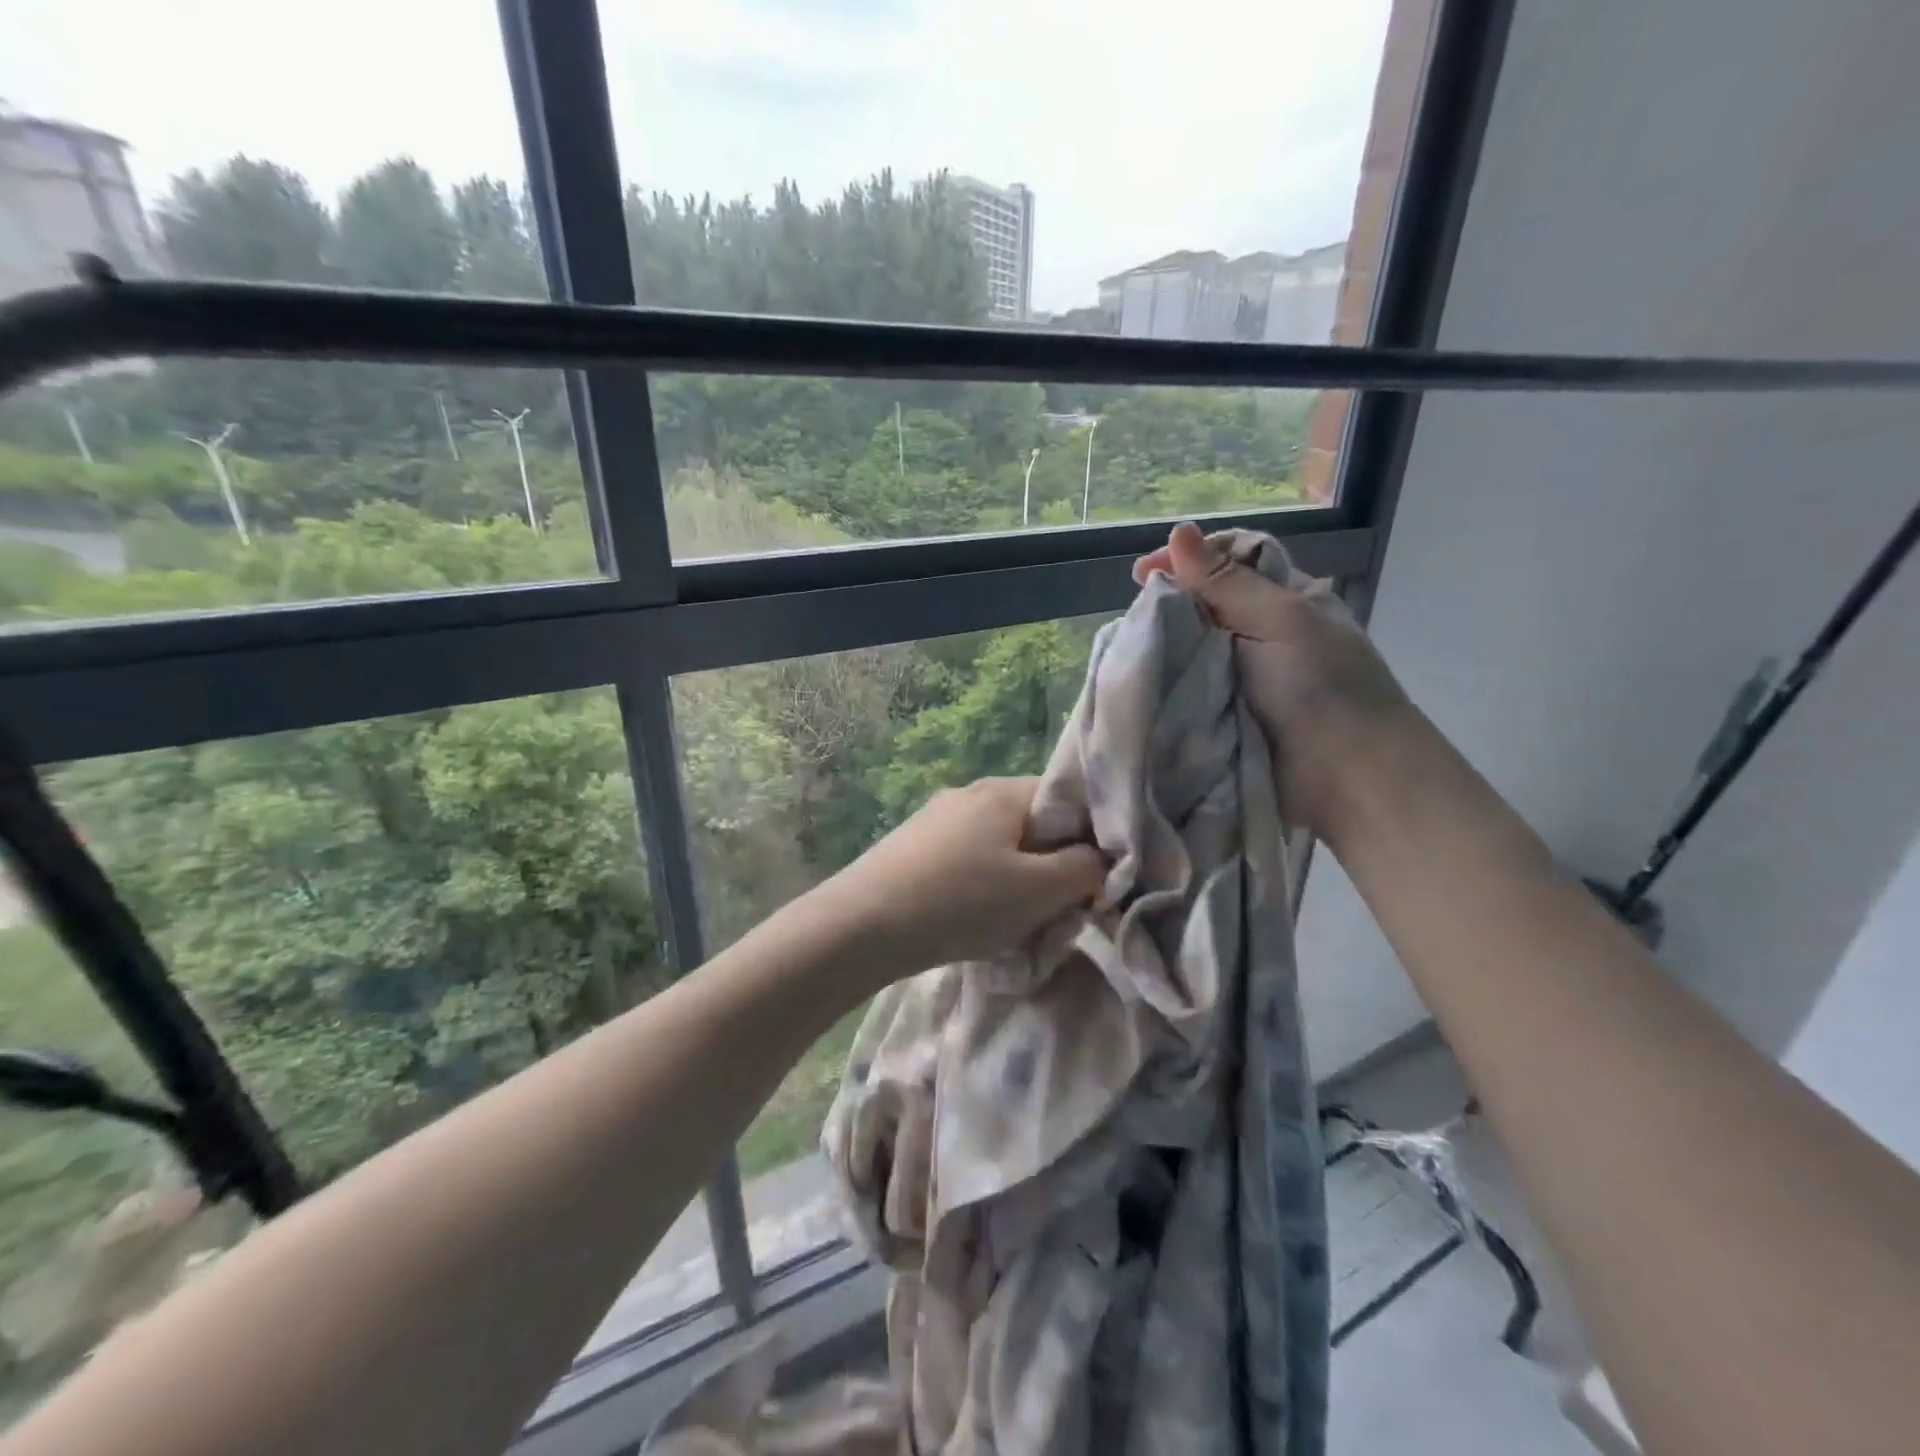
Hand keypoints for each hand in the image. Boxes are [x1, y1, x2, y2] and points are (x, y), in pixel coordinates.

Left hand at [817, 777, 1105, 978]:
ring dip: (1017, 885)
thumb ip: (1084, 870)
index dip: (1089, 841)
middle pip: (1033, 827)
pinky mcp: (914, 847)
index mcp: (1004, 791)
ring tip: (1013, 926)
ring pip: (1000, 848)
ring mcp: (937, 819)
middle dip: (1051, 870)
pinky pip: (968, 862)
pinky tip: (972, 922)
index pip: (1068, 802)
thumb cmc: (961, 901)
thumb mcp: (1037, 890)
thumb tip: (1099, 861)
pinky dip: (982, 890)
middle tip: (1054, 914)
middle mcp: (970, 794)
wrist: (862, 925)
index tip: (1092, 885)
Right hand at [1133, 521, 1417, 837]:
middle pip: (1206, 602)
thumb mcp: (1280, 620)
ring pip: (1193, 646)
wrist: (1346, 777)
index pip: (1232, 559)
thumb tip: (1180, 532)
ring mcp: (1243, 675)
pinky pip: (1189, 687)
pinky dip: (1168, 683)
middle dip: (1171, 603)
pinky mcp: (1225, 714)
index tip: (1144, 573)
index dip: (1190, 558)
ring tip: (1133, 649)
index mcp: (1286, 599)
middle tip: (1136, 615)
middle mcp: (1263, 631)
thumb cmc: (1322, 687)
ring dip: (1166, 646)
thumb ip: (1226, 582)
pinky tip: (1144, 681)